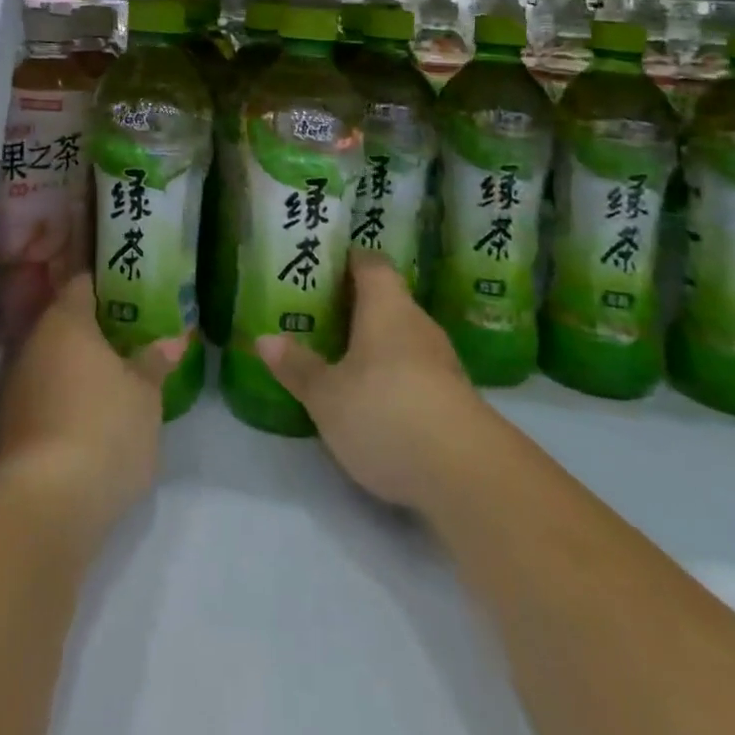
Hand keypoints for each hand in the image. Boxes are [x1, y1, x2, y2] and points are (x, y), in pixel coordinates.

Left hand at [0, 274, 187, 549]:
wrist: (44, 508)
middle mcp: (32, 343)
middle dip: (95, 330)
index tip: (132, 292)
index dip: (107, 284)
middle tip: (131, 339)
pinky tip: (91, 419)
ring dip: (78, 368)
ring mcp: (14, 387)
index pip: (82, 283)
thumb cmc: (104, 430)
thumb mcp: (146, 396)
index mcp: (65, 320)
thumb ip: (155, 363)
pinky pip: (43, 397)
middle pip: (65, 323)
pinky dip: (64, 400)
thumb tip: (171, 341)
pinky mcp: (7, 428)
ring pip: (52, 362)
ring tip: (116, 380)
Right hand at [256, 253, 484, 512]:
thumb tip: (264, 339)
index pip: (369, 262)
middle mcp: (417, 323)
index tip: (320, 265)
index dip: (346, 259)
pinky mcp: (455, 399)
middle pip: (386, 299)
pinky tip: (372, 397)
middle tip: (316, 313)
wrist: (470, 476)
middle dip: (353, 304)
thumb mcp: (328, 395)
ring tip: (338, 354)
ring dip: (373, 342)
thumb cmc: (386, 412)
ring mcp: (442, 362)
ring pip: (401, 336)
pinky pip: (415, 370)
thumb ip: (298, 366)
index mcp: (386, 305)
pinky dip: (392, 374)